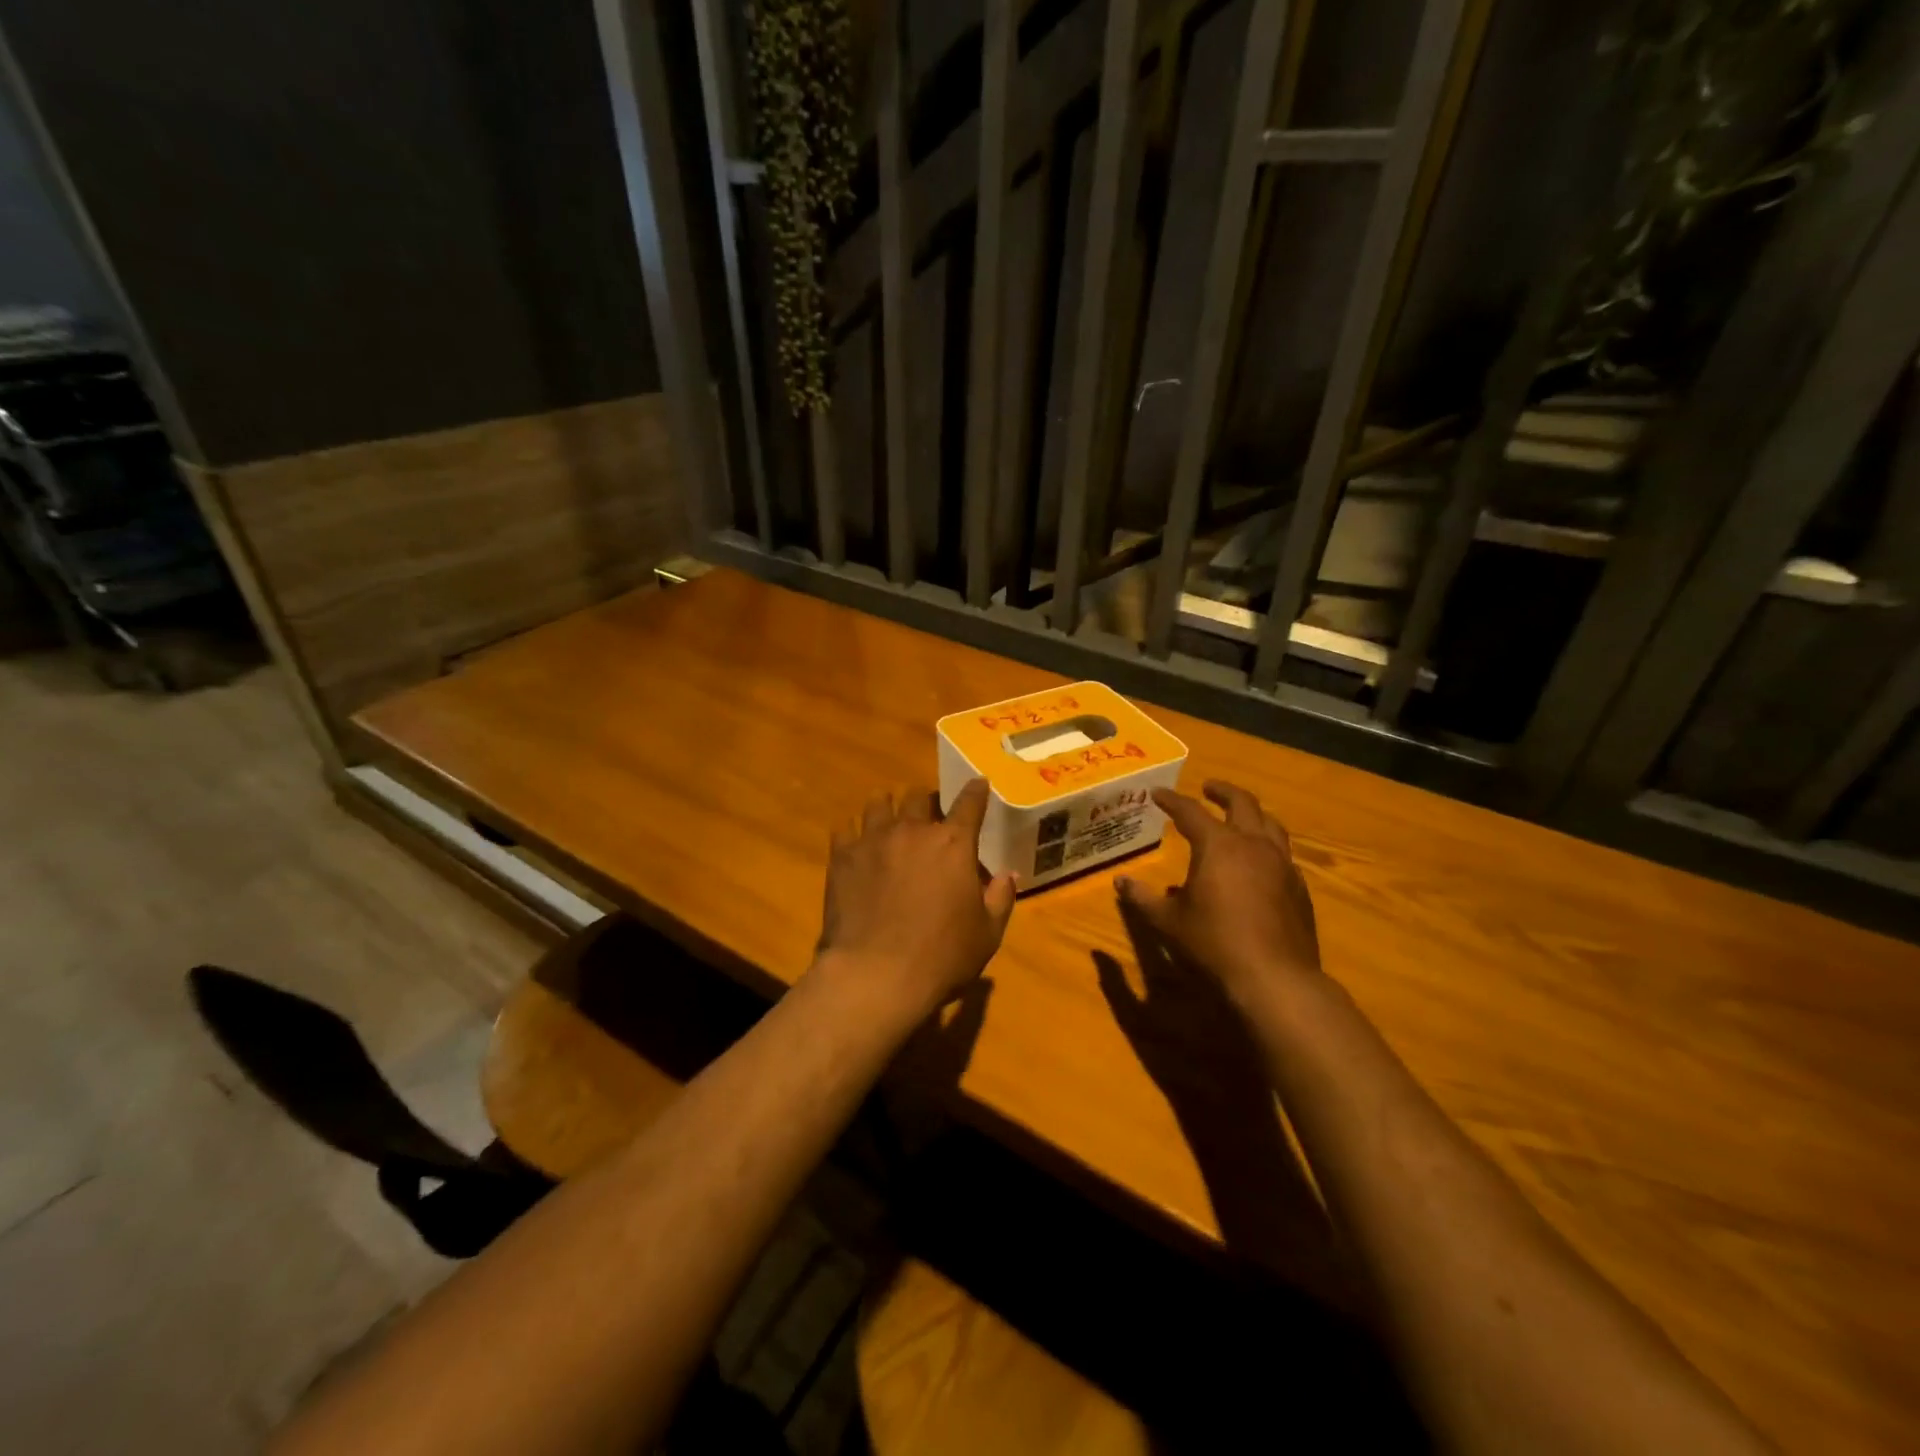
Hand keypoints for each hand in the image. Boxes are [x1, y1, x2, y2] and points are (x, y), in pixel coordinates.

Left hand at [812, 778, 1016, 1024]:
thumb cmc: (942, 956)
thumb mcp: (987, 934)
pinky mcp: (842, 857)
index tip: (978, 783)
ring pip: (878, 802)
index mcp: (953, 843)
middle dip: (925, 801)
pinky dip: (854, 833)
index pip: (969, 803)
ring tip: (888, 819)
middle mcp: (913, 830)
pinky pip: (845, 829)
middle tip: (927, 814)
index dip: (975, 791)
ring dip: (888, 807)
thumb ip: (1000, 898)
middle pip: (918, 796)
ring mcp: (873, 839)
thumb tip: (1007, 875)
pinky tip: (856, 846)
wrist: (875, 974)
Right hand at [1117, 780, 1320, 1008]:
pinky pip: (1283, 854)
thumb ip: (1142, 898)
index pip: (1190, 812)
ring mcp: (1282, 865)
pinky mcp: (1298, 887)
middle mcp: (1253, 845)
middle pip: (1242, 803)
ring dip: (1252, 813)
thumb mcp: (1168, 922)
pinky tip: (1260, 862)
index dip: (1172, 800)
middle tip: (1208, 788)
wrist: (1275, 978)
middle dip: (1222, 792)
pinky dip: (1267, 846)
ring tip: (1240, 816)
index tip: (1158, 793)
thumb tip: (1120, 881)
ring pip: (1270, 824)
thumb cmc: (1213, 944)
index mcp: (1218, 846)